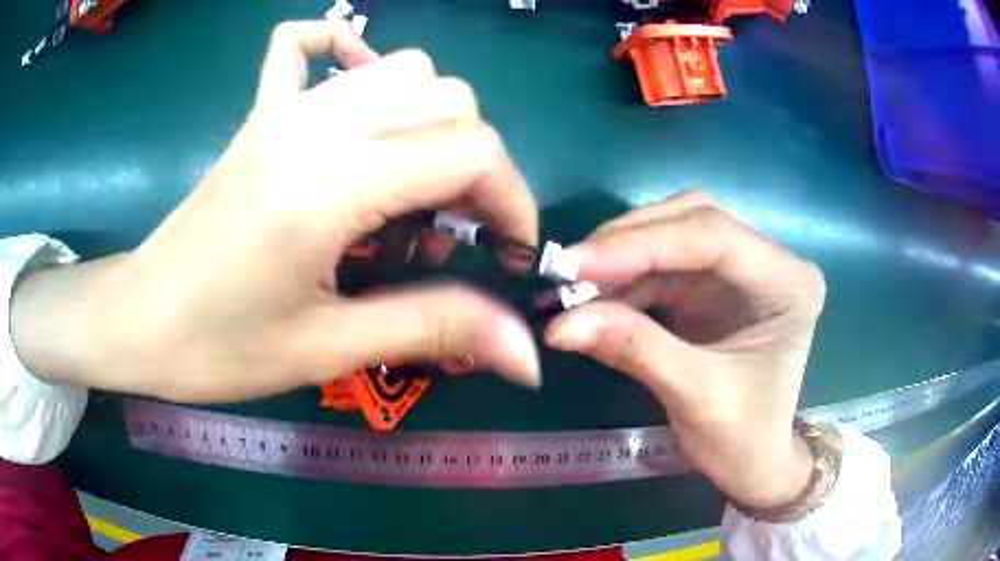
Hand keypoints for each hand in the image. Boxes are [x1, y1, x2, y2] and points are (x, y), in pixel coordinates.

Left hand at [11, 20, 540, 401]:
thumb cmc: (216, 348)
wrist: (137, 319)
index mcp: (328, 186)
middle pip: (448, 98)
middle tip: (452, 233)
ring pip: (402, 68)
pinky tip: (352, 97)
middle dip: (476, 165)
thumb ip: (435, 330)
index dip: (512, 199)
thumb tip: (527, 356)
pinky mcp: (260, 114)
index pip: (470, 149)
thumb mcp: (327, 350)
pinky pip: (304, 45)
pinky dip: (344, 52)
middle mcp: (314, 125)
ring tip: (409, 186)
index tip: (509, 252)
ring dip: (431, 121)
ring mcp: (283, 109)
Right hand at [544, 190, 825, 508]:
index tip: (575, 262)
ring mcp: (742, 268)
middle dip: (628, 242)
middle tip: (568, 270)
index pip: (713, 235)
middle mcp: (770, 260)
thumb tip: (560, 323)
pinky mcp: (716, 284)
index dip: (641, 243)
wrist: (754, 463)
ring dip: (622, 257)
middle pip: (693, 219)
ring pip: (675, 233)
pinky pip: (664, 264)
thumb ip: (633, 350)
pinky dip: (626, 278)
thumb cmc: (742, 438)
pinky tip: (596, 298)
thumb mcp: (694, 396)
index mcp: (788, 282)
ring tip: (573, 286)